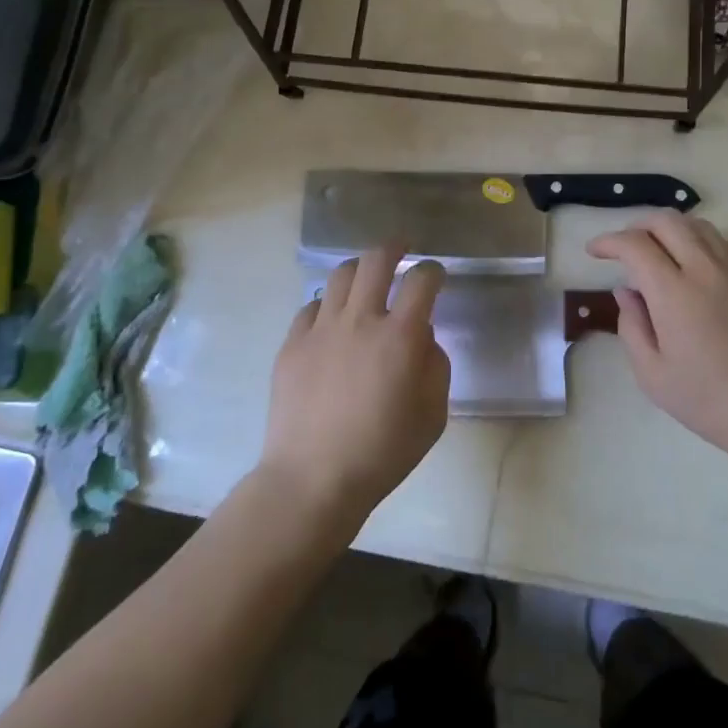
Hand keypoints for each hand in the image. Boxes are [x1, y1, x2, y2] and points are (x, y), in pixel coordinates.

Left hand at [258, 245, 450, 530]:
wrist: (312, 479)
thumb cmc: (382, 453)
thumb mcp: (432, 415)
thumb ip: (435, 367)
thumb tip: (423, 338)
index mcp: (400, 336)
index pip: (421, 280)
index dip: (433, 271)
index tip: (435, 275)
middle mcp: (360, 320)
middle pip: (376, 260)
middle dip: (394, 248)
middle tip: (401, 249)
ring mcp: (321, 329)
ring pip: (340, 275)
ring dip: (359, 270)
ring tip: (365, 279)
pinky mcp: (292, 344)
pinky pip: (311, 307)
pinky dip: (327, 306)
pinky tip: (332, 321)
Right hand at [587, 214, 727, 469]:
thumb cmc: (710, 401)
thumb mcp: (653, 375)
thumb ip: (632, 327)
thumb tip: (626, 292)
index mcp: (674, 292)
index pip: (635, 245)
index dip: (608, 242)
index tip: (594, 252)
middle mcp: (705, 269)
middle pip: (667, 221)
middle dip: (637, 225)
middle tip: (623, 247)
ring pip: (698, 225)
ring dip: (670, 229)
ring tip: (657, 251)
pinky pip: (726, 241)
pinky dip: (703, 241)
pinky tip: (698, 264)